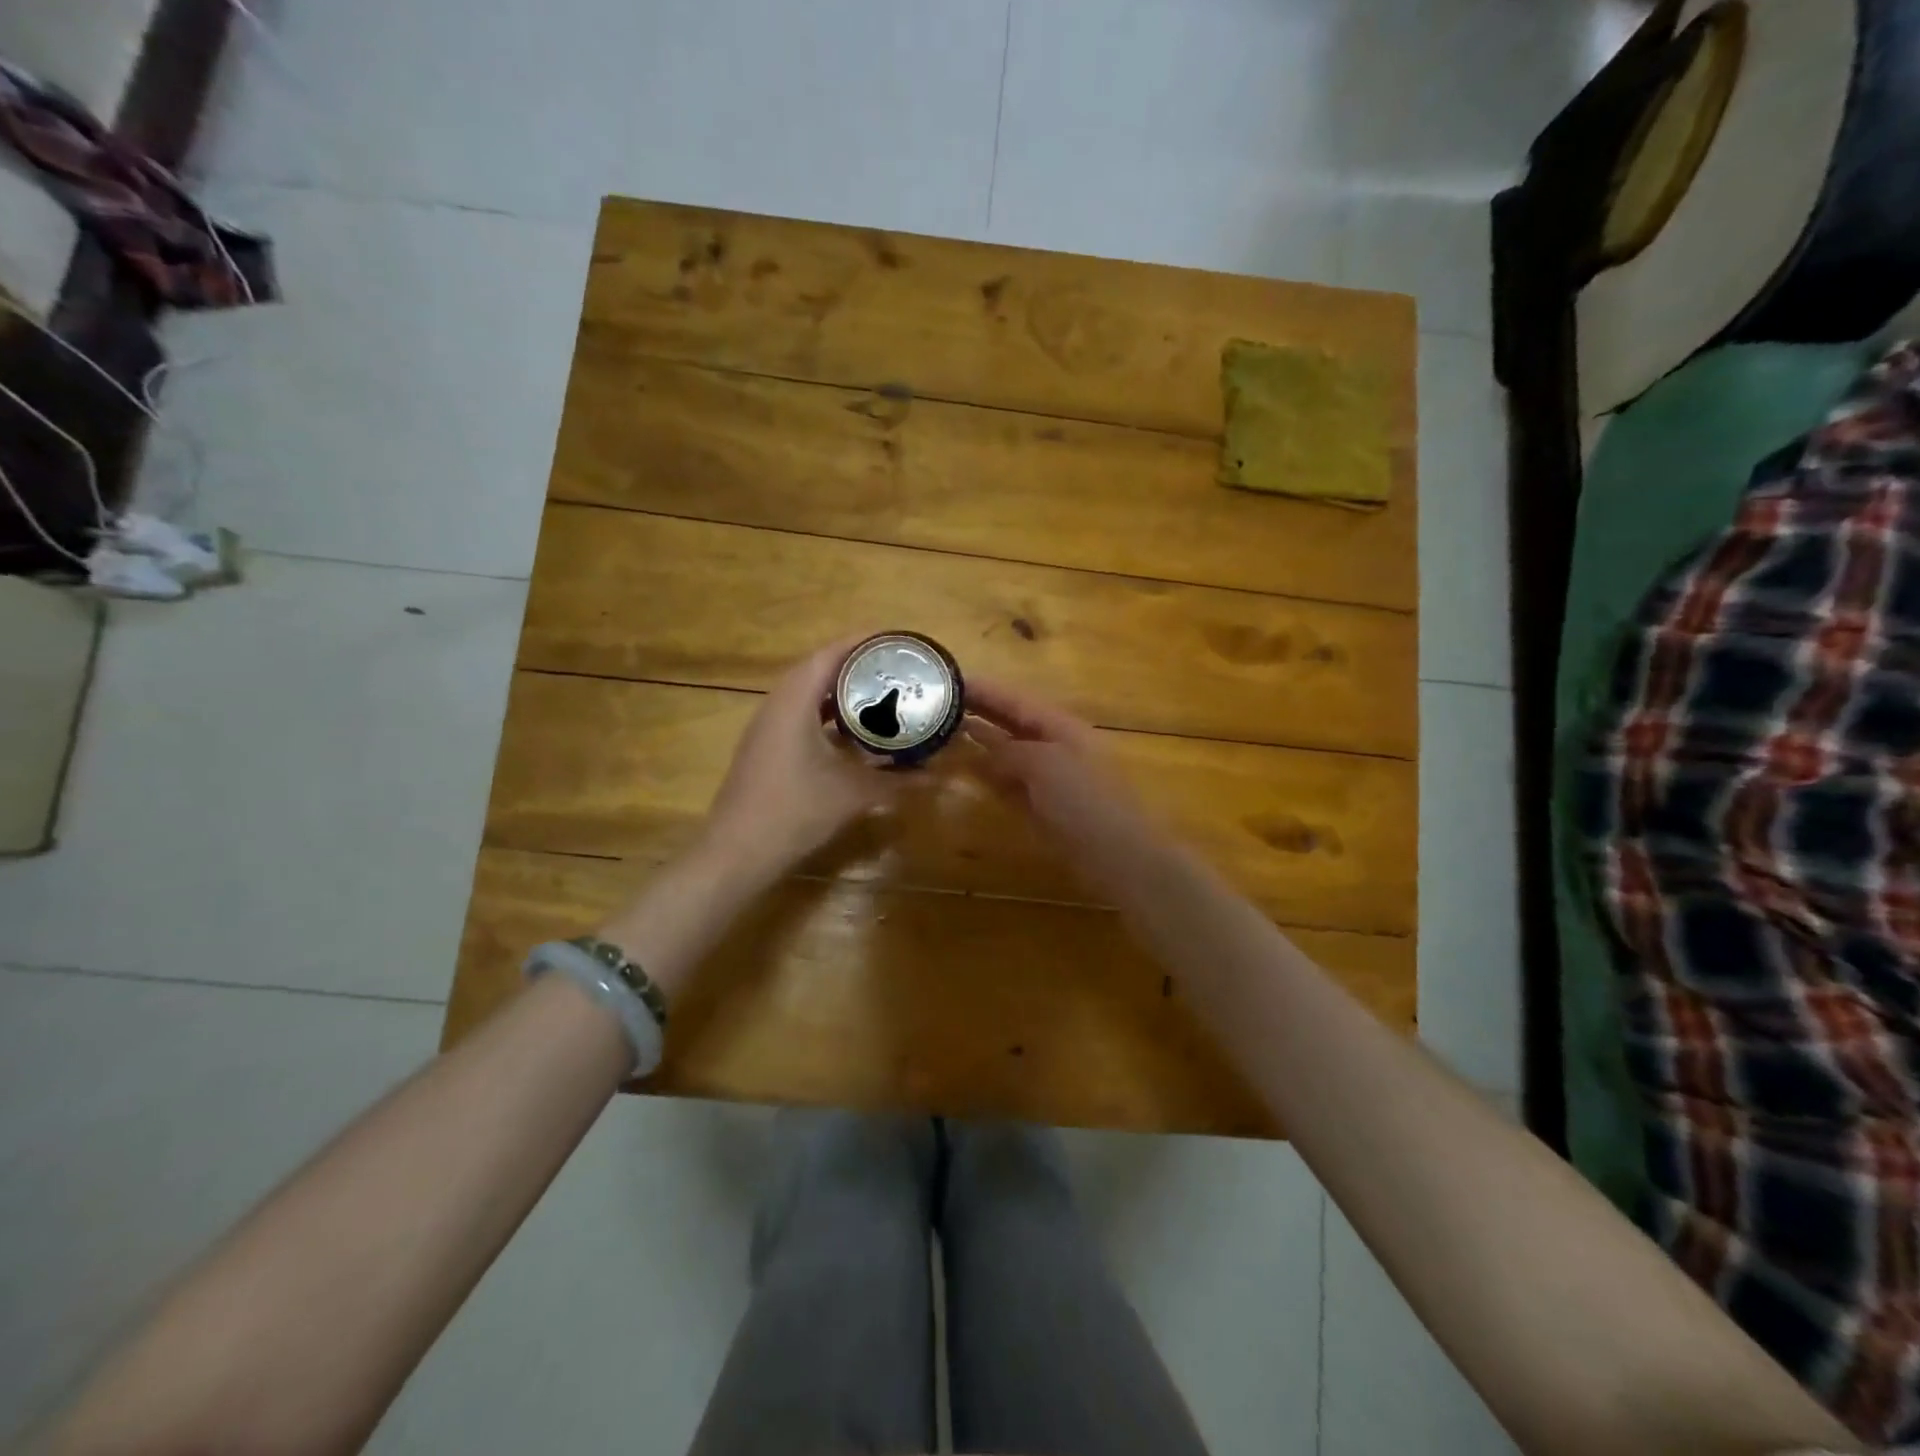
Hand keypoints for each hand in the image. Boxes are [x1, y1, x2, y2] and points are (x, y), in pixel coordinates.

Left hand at [700, 637, 903, 882]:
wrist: (737, 852)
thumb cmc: (795, 812)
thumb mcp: (853, 794)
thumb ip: (896, 782)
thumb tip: (936, 776)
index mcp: (795, 701)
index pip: (832, 654)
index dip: (865, 643)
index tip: (899, 642)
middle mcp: (777, 704)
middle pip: (820, 668)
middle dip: (858, 665)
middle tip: (897, 668)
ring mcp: (768, 726)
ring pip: (809, 693)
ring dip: (842, 691)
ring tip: (881, 692)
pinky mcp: (766, 746)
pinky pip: (801, 715)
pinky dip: (829, 714)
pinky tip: (854, 732)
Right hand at [963, 677, 1160, 864]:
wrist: (1119, 856)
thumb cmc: (1084, 801)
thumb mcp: (1043, 764)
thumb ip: (1009, 750)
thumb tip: (983, 745)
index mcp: (1061, 726)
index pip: (1015, 699)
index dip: (983, 689)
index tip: (947, 678)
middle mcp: (1056, 745)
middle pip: (1012, 722)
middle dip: (980, 710)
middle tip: (937, 701)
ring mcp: (1051, 778)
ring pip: (1010, 751)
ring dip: (982, 740)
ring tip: (945, 729)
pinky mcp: (1045, 806)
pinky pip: (1011, 781)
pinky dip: (990, 772)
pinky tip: (969, 770)